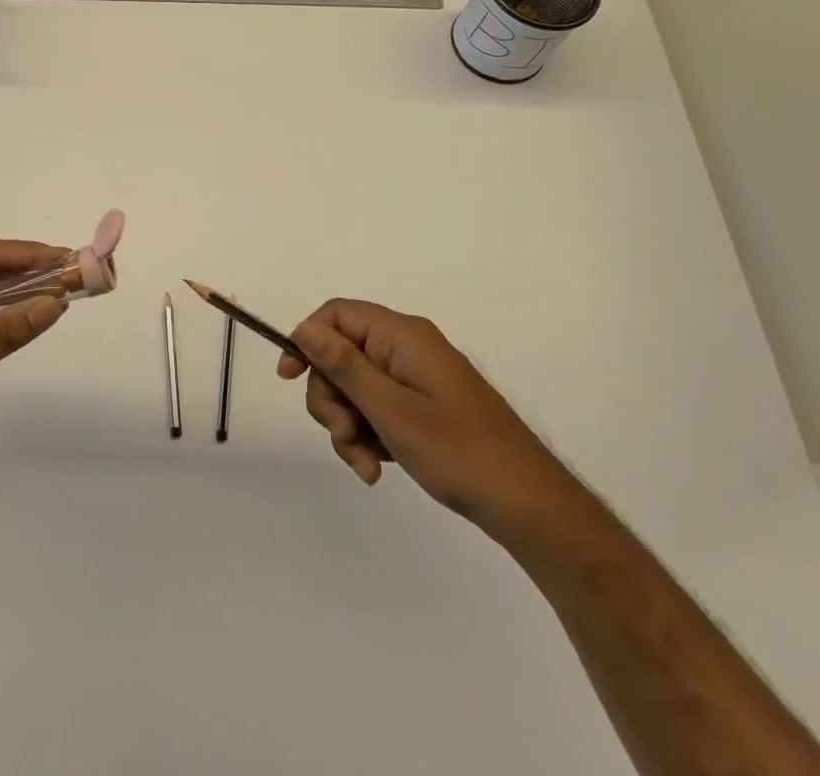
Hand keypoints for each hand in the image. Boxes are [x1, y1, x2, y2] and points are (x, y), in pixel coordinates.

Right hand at [278, 299, 583, 542]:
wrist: (529, 505)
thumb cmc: (459, 452)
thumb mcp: (391, 410)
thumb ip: (344, 366)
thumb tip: (304, 327)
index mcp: (401, 335)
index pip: (336, 315)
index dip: (307, 340)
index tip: (290, 378)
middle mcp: (407, 347)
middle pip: (342, 354)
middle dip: (332, 397)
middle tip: (345, 435)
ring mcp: (417, 377)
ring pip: (356, 387)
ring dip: (349, 425)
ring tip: (366, 464)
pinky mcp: (425, 404)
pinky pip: (379, 408)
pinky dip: (370, 435)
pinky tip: (377, 468)